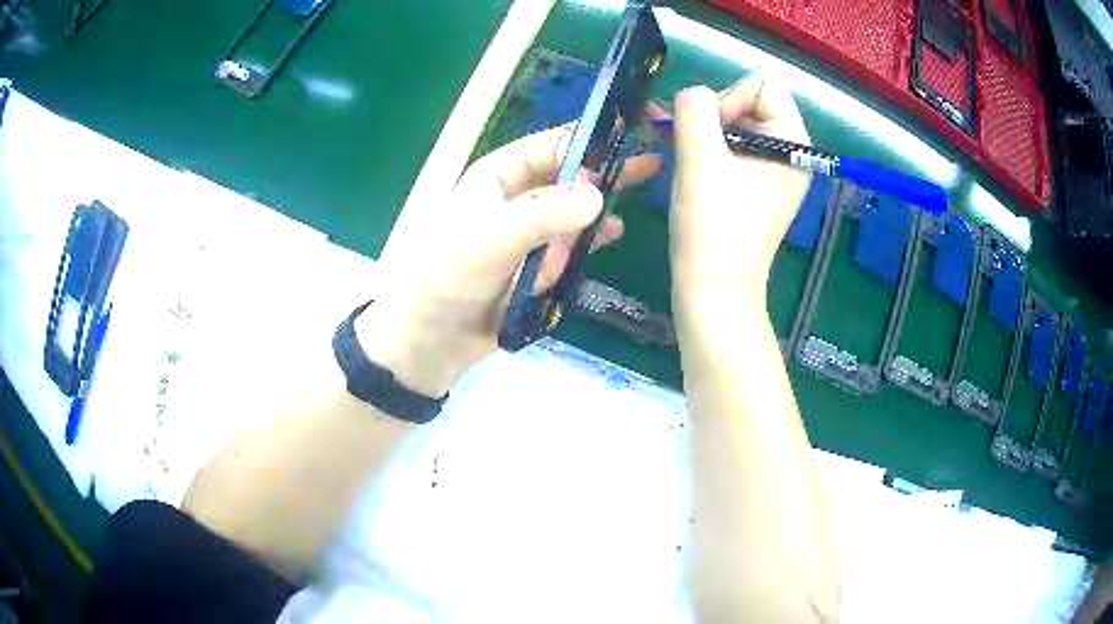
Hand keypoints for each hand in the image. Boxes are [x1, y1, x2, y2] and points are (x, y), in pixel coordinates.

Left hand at [356, 126, 659, 396]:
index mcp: (497, 177)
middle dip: (605, 168)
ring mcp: (528, 235)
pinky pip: (569, 246)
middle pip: (568, 176)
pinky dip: (590, 239)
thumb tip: (598, 196)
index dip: (589, 137)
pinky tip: (615, 232)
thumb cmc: (449, 274)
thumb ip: (545, 213)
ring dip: (602, 203)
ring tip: (645, 192)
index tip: (632, 132)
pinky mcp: (535, 267)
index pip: (550, 146)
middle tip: (651, 162)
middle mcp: (515, 200)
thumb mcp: (493, 235)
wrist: (430, 338)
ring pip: (573, 211)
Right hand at [666, 73, 811, 307]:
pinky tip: (690, 170)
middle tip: (694, 150)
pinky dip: (707, 150)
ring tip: (687, 162)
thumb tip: (692, 95)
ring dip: (705, 134)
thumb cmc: (713, 226)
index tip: (711, 136)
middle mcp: (789, 152)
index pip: (764, 82)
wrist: (713, 291)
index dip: (730, 97)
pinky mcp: (754, 186)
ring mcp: (772, 171)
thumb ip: (695, 108)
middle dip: (715, 116)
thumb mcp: (701, 157)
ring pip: (735, 123)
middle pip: (749, 100)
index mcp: (793, 142)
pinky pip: (730, 147)